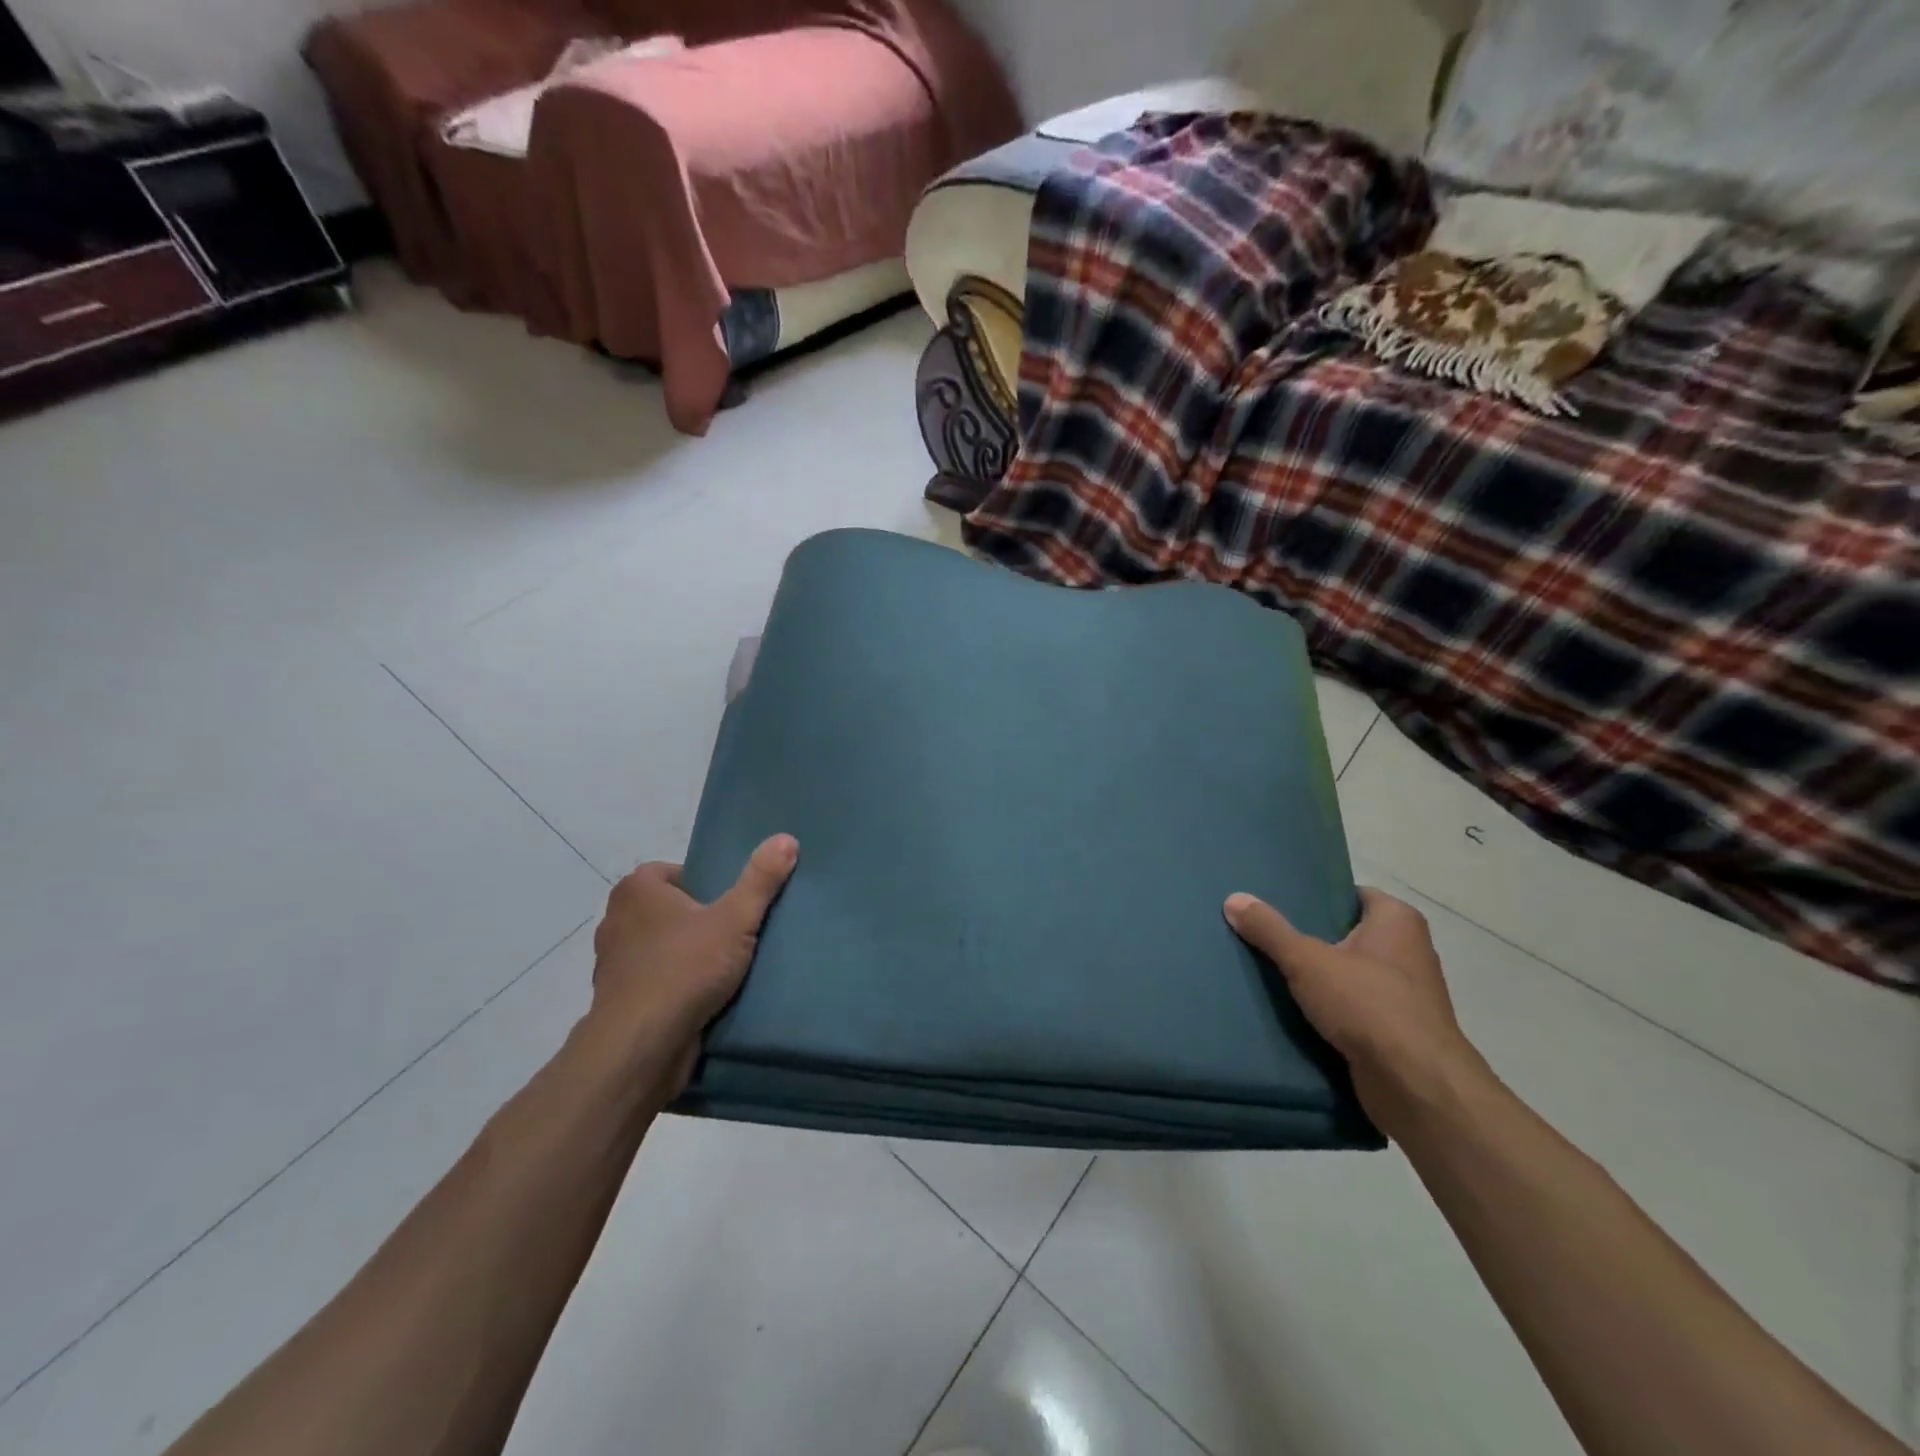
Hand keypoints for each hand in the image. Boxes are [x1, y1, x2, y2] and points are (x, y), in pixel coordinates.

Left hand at [585, 834, 797, 1091]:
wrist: (641, 1046)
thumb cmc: (685, 968)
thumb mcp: (735, 919)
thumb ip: (761, 879)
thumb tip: (786, 838)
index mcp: (635, 889)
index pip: (675, 872)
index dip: (706, 886)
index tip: (731, 907)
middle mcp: (616, 919)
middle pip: (670, 909)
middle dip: (698, 921)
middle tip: (735, 934)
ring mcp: (612, 963)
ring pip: (661, 946)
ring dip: (686, 955)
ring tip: (724, 968)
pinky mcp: (617, 1001)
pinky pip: (654, 980)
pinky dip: (674, 985)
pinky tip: (703, 997)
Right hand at [1223, 886, 1483, 1134]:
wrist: (1416, 1085)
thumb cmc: (1368, 1005)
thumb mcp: (1306, 960)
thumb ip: (1269, 929)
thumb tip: (1233, 898)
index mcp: (1398, 920)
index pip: (1351, 894)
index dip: (1317, 895)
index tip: (1279, 900)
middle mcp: (1409, 950)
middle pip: (1348, 932)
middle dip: (1311, 936)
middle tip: (1266, 932)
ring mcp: (1406, 992)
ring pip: (1350, 972)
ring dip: (1319, 975)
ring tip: (1273, 969)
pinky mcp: (1398, 1029)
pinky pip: (1356, 1006)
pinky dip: (1331, 1006)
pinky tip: (1295, 1008)